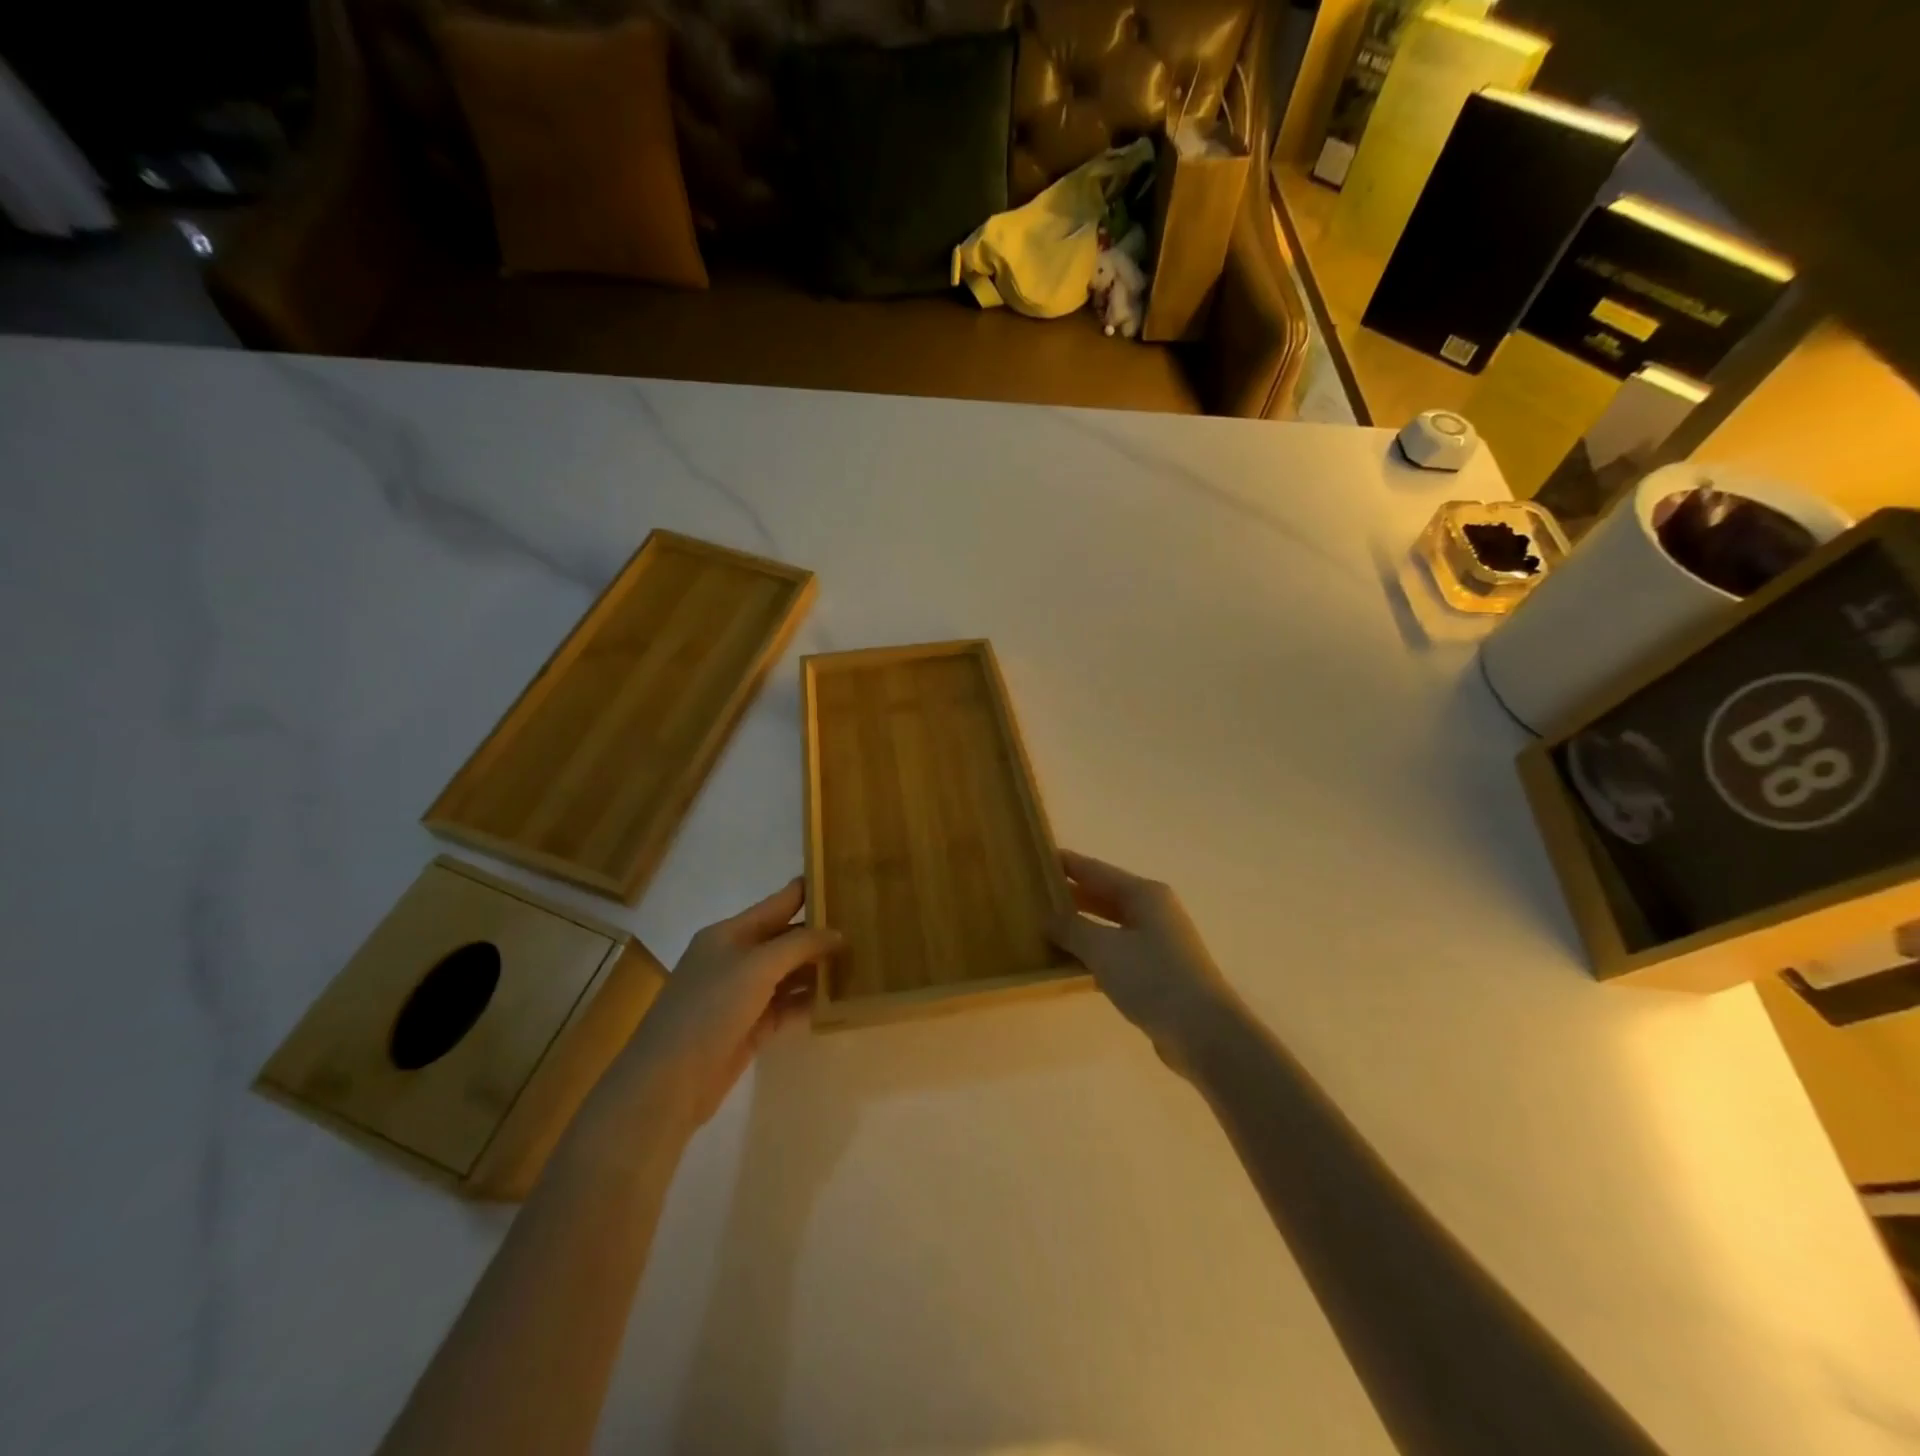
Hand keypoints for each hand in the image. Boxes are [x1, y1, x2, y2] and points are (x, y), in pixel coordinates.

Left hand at [601, 879, 841, 1133]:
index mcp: (729, 933)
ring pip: (788, 974)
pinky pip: (786, 1006)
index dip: (807, 891)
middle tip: (865, 927)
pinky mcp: (749, 1028)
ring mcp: (741, 995)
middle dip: (820, 934)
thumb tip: (838, 934)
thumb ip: (800, 945)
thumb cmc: (709, 1009)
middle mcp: (735, 958)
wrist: (668, 1082)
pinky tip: (838, 999)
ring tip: (861, 962)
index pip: (777, 903)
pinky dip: (809, 1001)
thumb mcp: (757, 966)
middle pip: (785, 939)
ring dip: (818, 969)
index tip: (844, 880)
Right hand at [1047, 850, 1237, 1071]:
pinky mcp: (1159, 973)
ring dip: (1082, 926)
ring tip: (1045, 927)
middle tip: (1034, 895)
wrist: (1204, 1032)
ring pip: (1111, 925)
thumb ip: (1071, 929)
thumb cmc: (1153, 978)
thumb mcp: (1103, 949)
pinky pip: (1118, 952)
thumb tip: (1047, 918)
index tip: (1037, 858)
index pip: (1096, 870)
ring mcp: (1159, 943)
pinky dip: (1095, 953)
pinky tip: (1072, 964)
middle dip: (1072, 895)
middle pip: (1105, 895)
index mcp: (1144, 894)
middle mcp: (1154, 911)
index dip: (1067, 864)